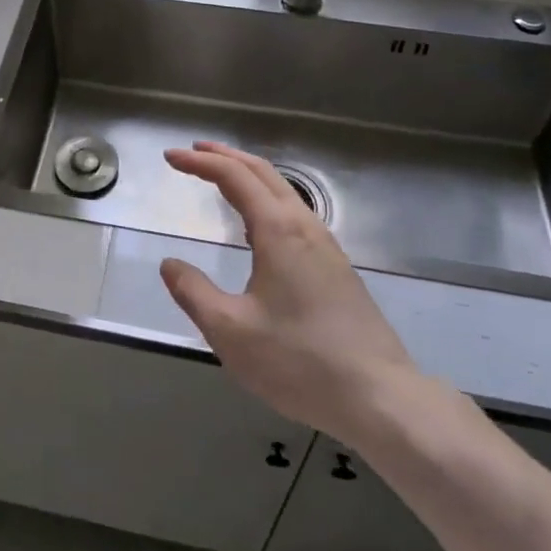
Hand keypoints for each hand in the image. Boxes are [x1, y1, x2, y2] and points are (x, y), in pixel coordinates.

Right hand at [160, 142, 425, 445]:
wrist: (380, 397)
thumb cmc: (300, 361)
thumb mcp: (231, 332)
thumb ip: (194, 293)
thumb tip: (170, 264)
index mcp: (278, 230)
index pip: (233, 176)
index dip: (199, 163)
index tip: (170, 158)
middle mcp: (303, 226)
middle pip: (262, 172)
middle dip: (225, 156)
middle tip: (193, 152)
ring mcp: (326, 245)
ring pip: (282, 190)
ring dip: (248, 174)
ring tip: (221, 177)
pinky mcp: (337, 266)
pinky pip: (294, 211)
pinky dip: (266, 197)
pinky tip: (258, 223)